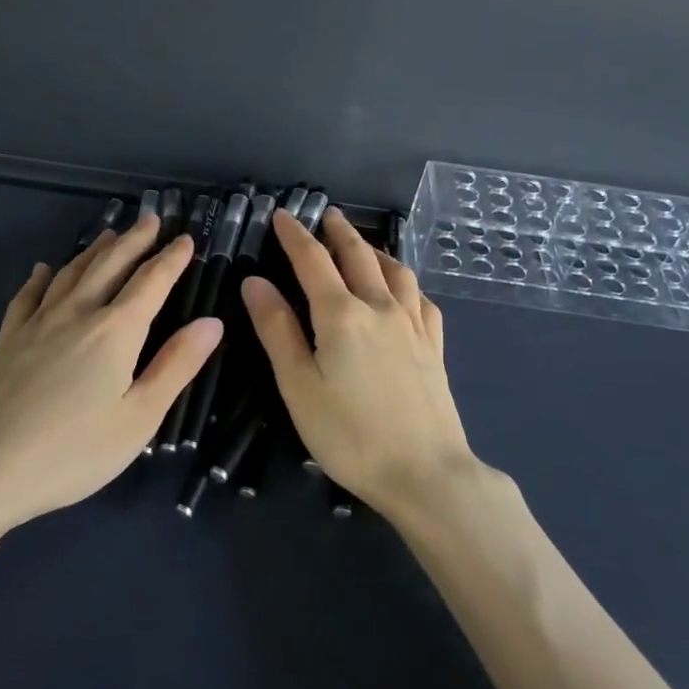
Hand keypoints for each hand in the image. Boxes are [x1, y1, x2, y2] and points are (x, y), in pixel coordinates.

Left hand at [0, 214, 221, 528]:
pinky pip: (27, 297)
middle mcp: (77, 314)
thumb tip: (211, 323)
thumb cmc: (73, 452)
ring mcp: (37, 324)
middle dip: (134, 241)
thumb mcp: (139, 418)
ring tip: (110, 234)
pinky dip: (39, 278)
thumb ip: (176, 366)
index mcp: (115, 331)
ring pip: (71, 273)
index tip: (186, 238)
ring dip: (94, 251)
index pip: (151, 282)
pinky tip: (42, 269)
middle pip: (110, 266)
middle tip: (150, 220)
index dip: (171, 259)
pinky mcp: (8, 340)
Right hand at [242, 207, 474, 518]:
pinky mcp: (434, 347)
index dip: (295, 235)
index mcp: (341, 314)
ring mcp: (413, 326)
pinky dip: (407, 283)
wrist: (425, 473)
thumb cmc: (350, 434)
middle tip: (327, 215)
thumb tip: (255, 282)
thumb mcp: (298, 385)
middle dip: (339, 232)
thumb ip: (277, 330)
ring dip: (375, 250)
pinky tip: (404, 291)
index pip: (313, 260)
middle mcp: (380, 307)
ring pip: (396, 271)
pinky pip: (421, 300)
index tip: (283, 215)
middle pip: (358, 256)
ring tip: (364, 245)